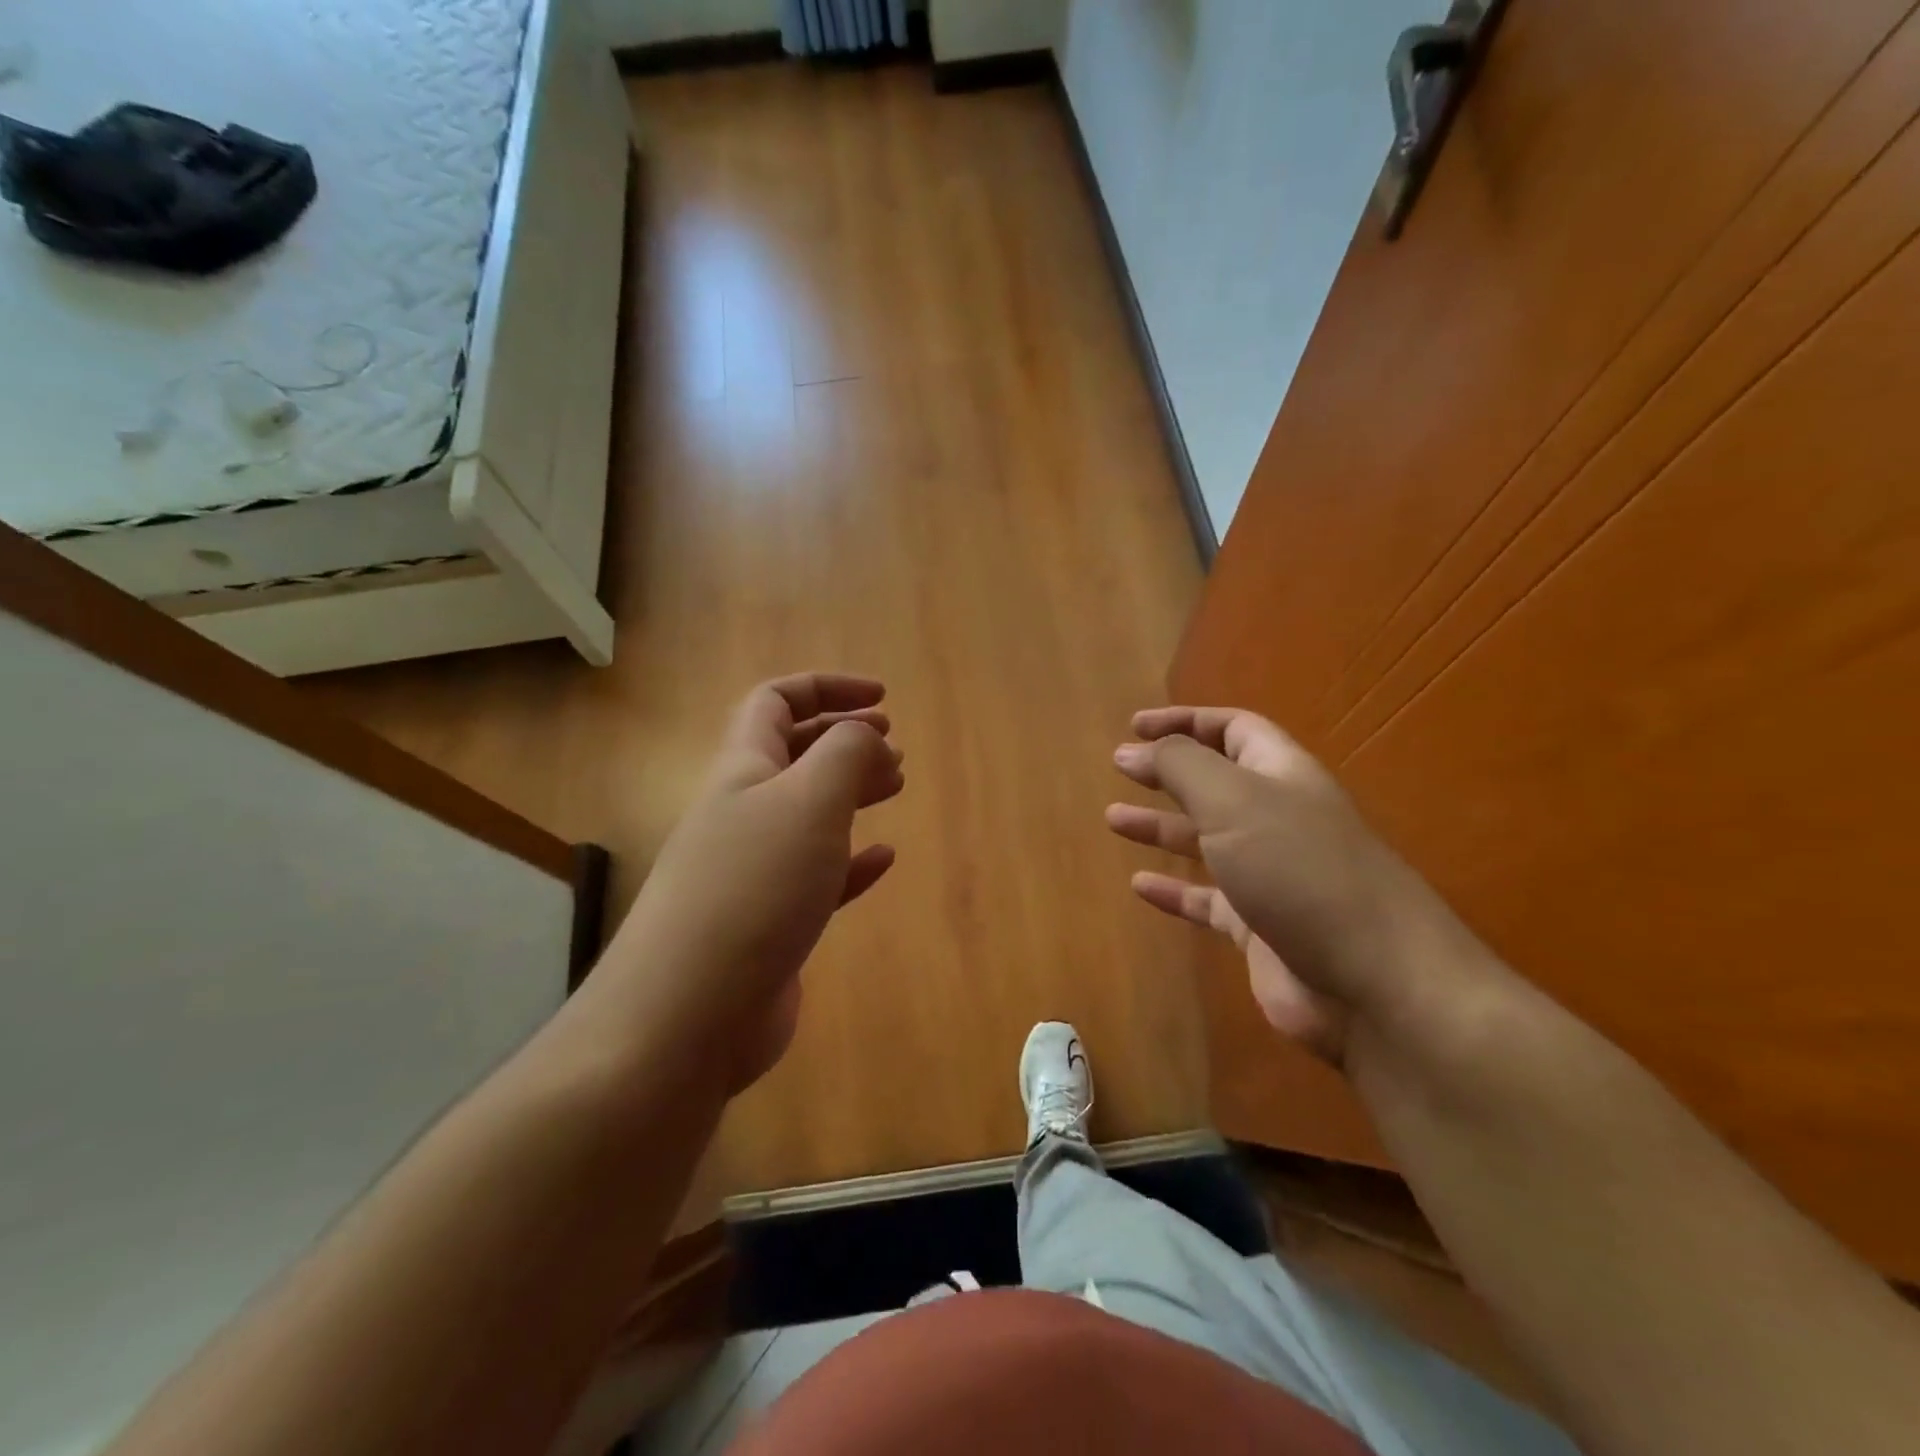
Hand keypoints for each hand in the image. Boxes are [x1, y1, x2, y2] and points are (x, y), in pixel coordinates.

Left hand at [594, 674, 903, 1090]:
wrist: (687, 1015)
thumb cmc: (753, 888)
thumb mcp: (808, 801)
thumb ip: (845, 754)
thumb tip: (867, 737)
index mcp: (743, 769)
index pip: (775, 701)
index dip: (827, 688)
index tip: (882, 699)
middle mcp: (741, 812)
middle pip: (792, 755)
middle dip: (843, 740)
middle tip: (893, 747)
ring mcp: (751, 870)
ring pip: (806, 813)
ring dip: (850, 792)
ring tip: (893, 787)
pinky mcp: (768, 923)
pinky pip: (816, 875)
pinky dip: (851, 860)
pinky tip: (882, 859)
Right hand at [1105, 707, 1469, 1065]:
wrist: (1372, 983)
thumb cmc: (1299, 870)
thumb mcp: (1233, 801)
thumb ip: (1181, 766)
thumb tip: (1134, 748)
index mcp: (1281, 776)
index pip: (1233, 729)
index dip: (1186, 721)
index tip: (1135, 727)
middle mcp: (1278, 819)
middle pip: (1217, 782)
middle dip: (1169, 771)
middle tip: (1121, 768)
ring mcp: (1271, 876)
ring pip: (1207, 840)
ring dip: (1162, 827)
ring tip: (1114, 819)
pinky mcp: (1259, 928)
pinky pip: (1207, 900)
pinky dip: (1173, 891)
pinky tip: (1140, 887)